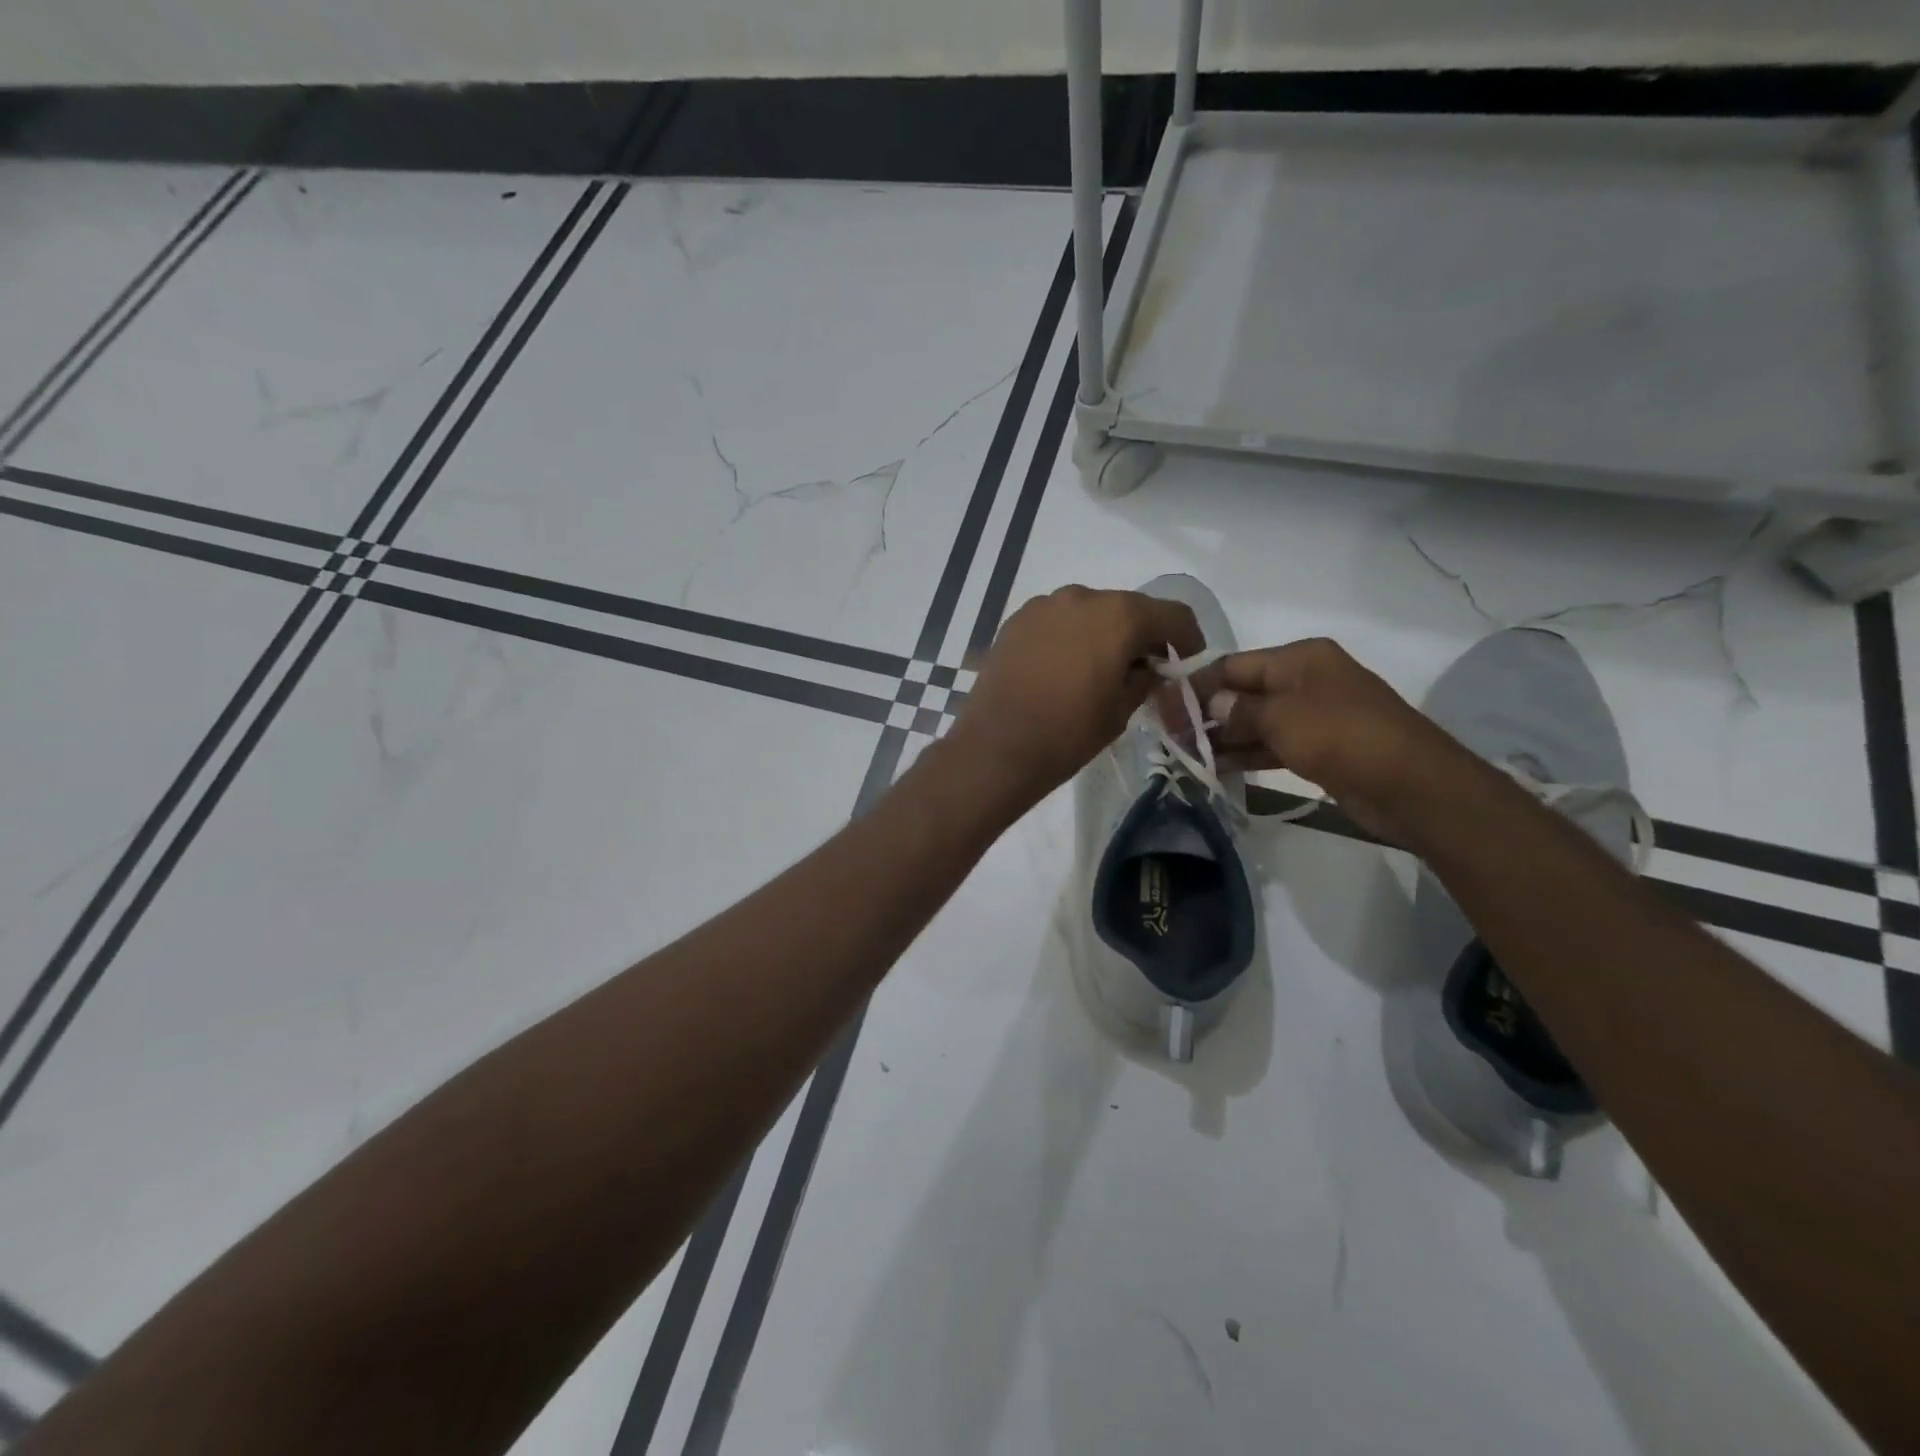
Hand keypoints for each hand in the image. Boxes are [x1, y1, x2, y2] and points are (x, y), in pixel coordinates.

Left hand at [947, 586, 1203, 810]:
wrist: (997, 747)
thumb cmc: (1069, 733)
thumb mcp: (1122, 710)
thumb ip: (1145, 680)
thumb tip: (1148, 669)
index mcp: (1120, 616)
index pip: (1172, 614)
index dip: (1186, 638)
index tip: (1186, 661)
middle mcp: (1083, 597)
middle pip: (1128, 608)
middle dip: (1141, 635)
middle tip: (1143, 669)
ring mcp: (1044, 605)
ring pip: (1090, 611)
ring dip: (1103, 633)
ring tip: (1099, 669)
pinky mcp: (1016, 620)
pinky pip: (1057, 621)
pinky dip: (1070, 636)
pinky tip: (1064, 668)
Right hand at [1184, 638, 1474, 843]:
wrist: (1412, 786)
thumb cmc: (1343, 736)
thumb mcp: (1283, 717)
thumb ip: (1240, 710)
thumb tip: (1211, 704)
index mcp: (1300, 659)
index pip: (1234, 665)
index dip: (1198, 684)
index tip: (1163, 705)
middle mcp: (1305, 681)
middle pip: (1243, 692)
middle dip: (1206, 713)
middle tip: (1169, 735)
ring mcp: (1313, 716)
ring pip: (1255, 722)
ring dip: (1222, 737)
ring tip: (1184, 754)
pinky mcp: (1318, 749)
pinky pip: (1271, 745)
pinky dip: (1246, 754)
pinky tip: (1215, 767)